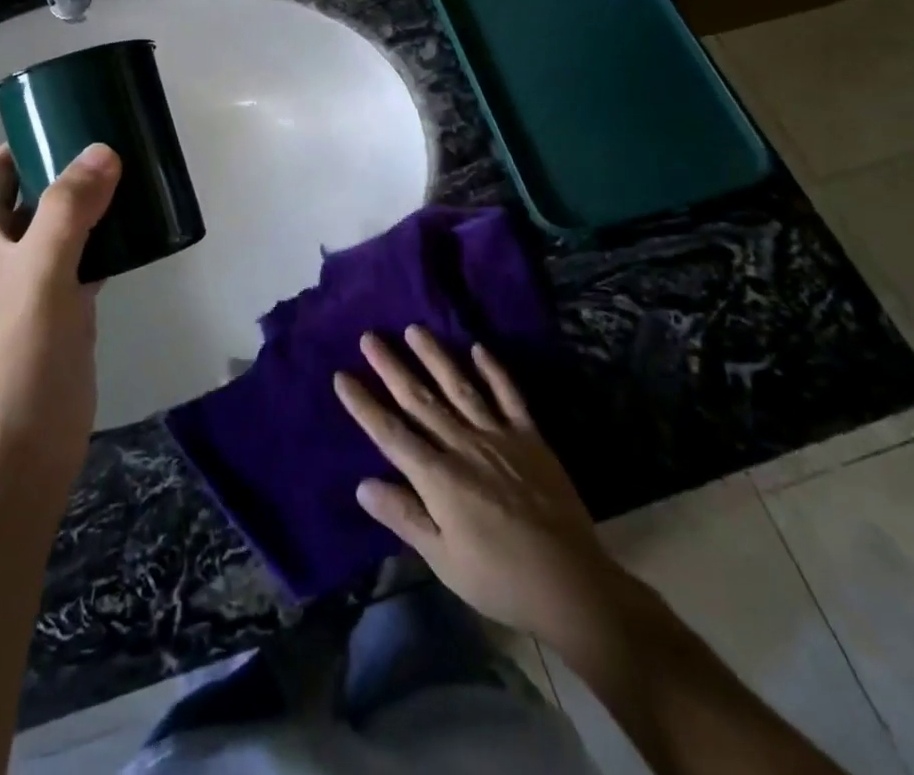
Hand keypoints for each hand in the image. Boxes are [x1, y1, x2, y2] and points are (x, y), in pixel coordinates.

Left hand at [0, 144, 119, 505]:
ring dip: (96, 201)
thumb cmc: (15, 355)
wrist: (15, 453)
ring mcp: (36, 280)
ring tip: (142, 173)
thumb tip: (103, 148)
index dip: (29, 137)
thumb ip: (70, 209)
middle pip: (38, 190)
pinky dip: (111, 240)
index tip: (76, 114)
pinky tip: (144, 230)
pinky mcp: (65, 308)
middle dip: (72, 164)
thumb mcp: (40, 272)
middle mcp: (5, 250)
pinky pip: (89, 258)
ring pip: (67, 224)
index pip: (0, 166)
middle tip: (123, 139)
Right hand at [334, 328, 630, 664]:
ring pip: (459, 387)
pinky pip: (509, 397)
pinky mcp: (530, 438)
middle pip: (420, 400)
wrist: (572, 585)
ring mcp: (498, 437)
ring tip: (414, 329)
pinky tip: (478, 349)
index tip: (341, 376)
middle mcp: (463, 446)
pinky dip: (494, 371)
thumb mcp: (443, 560)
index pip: (390, 433)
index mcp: (438, 477)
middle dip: (391, 367)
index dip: (364, 404)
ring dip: (435, 356)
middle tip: (369, 337)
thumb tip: (363, 484)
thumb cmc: (499, 579)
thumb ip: (404, 517)